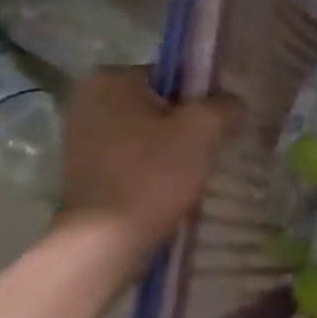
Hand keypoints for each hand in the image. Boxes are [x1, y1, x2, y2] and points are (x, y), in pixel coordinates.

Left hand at [55, 67, 239, 264]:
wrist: (105, 242)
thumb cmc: (152, 175)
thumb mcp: (202, 131)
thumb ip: (225, 106)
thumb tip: (236, 104)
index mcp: (110, 79)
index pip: (174, 75)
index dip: (204, 97)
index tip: (221, 123)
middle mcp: (87, 99)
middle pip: (160, 102)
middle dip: (188, 122)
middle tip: (212, 147)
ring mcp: (80, 135)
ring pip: (147, 130)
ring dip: (173, 145)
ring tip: (195, 169)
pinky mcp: (84, 167)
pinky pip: (133, 154)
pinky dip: (154, 164)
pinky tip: (171, 183)